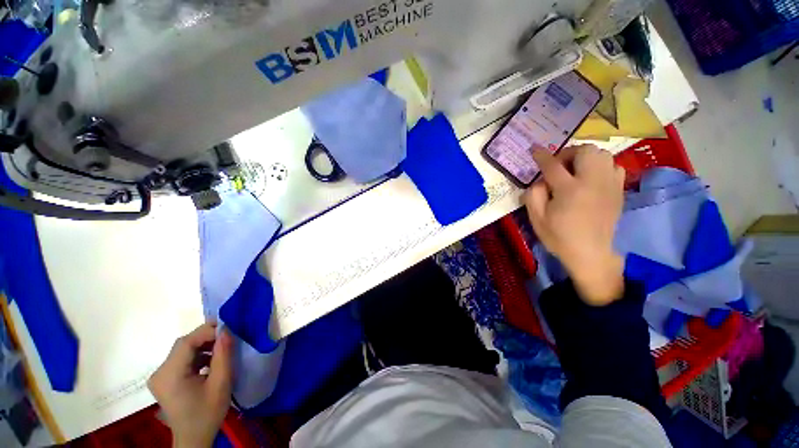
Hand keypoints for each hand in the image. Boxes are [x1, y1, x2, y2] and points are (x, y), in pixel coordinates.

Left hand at [148, 322, 233, 447]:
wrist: (194, 439)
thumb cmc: (207, 413)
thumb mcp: (221, 384)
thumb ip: (223, 355)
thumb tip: (226, 330)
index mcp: (169, 375)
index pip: (186, 342)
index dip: (207, 331)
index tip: (229, 329)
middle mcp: (159, 372)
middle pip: (183, 345)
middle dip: (207, 337)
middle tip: (228, 336)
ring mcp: (160, 376)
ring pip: (183, 350)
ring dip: (203, 346)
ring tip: (222, 349)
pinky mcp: (165, 380)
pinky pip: (182, 359)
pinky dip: (198, 355)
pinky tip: (211, 362)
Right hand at [524, 144, 625, 305]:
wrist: (590, 253)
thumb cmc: (559, 237)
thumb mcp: (537, 218)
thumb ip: (533, 195)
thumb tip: (540, 180)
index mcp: (570, 190)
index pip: (553, 165)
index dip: (542, 156)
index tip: (535, 149)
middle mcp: (593, 182)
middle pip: (585, 151)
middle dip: (568, 153)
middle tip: (558, 165)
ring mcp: (609, 185)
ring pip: (602, 154)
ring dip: (585, 157)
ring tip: (575, 170)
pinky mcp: (618, 190)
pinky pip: (614, 166)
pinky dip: (601, 165)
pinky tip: (591, 177)